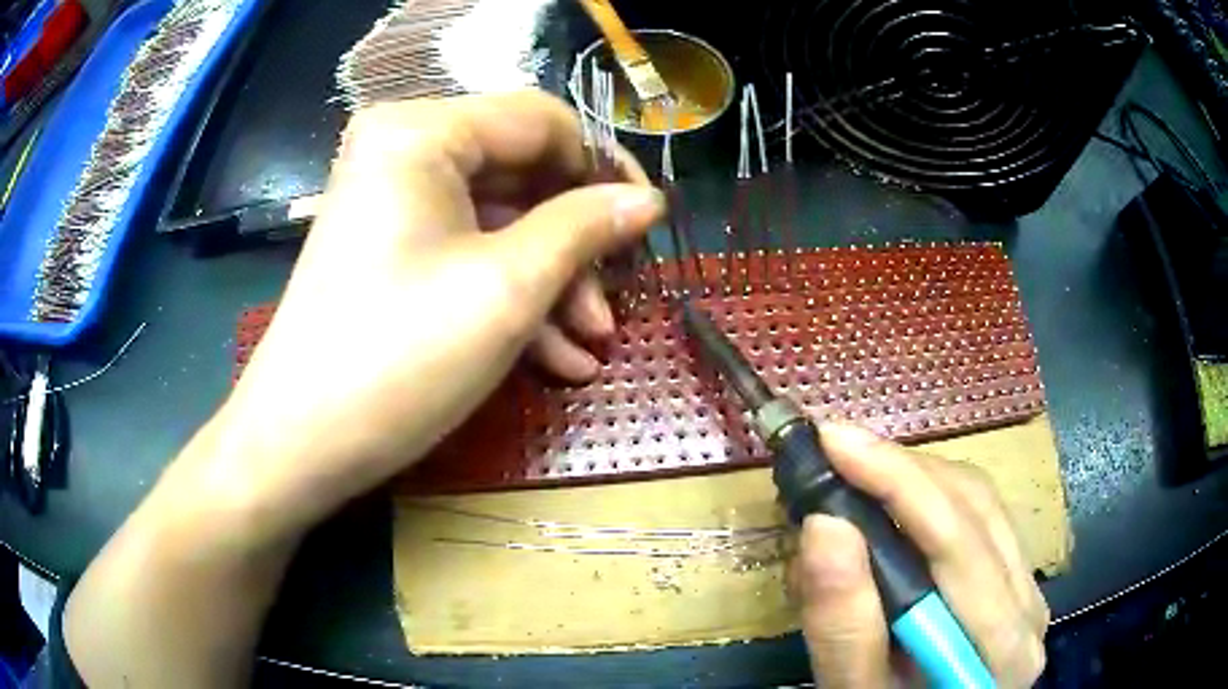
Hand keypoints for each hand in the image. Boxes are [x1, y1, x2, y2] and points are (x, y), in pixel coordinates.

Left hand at [208, 91, 664, 539]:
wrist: (299, 444)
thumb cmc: (397, 358)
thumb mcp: (507, 289)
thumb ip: (585, 228)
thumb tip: (648, 200)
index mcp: (422, 132)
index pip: (542, 120)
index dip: (603, 168)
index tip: (646, 225)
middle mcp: (404, 150)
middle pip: (521, 173)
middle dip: (576, 243)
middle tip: (614, 303)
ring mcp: (394, 202)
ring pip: (500, 222)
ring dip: (551, 281)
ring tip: (589, 345)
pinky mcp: (390, 249)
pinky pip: (466, 253)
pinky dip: (511, 297)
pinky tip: (553, 356)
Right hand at [793, 425, 1048, 687]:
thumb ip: (845, 625)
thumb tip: (824, 525)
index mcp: (1001, 647)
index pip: (958, 542)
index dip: (898, 483)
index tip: (833, 441)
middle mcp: (1029, 607)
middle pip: (975, 509)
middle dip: (901, 469)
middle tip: (834, 447)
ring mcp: (1029, 589)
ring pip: (981, 502)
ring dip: (916, 475)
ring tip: (858, 465)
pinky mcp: (1016, 580)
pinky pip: (981, 517)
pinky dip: (932, 495)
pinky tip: (895, 496)